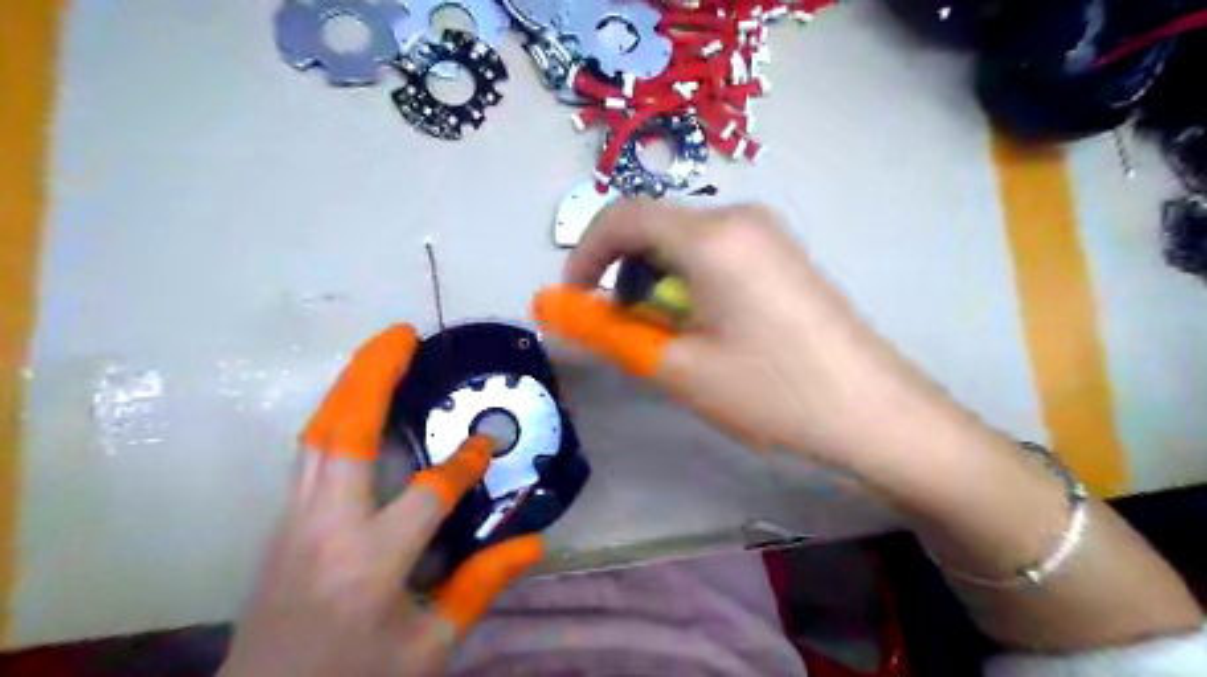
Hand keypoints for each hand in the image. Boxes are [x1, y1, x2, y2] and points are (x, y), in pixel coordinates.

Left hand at [220, 326, 542, 674]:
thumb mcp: (430, 647)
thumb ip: (481, 587)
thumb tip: (534, 541)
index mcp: (371, 565)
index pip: (426, 495)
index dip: (463, 464)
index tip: (487, 441)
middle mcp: (326, 530)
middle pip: (344, 435)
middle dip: (374, 377)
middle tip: (403, 334)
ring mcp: (294, 522)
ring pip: (318, 434)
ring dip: (351, 385)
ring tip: (383, 351)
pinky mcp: (283, 521)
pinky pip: (311, 451)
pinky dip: (337, 413)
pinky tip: (358, 400)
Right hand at [533, 198, 957, 468]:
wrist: (874, 411)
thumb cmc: (772, 390)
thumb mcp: (680, 368)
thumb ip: (612, 334)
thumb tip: (560, 314)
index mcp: (711, 236)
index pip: (622, 217)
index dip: (585, 255)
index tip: (573, 300)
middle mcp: (739, 218)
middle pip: (654, 228)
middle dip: (622, 273)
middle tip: (622, 328)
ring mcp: (767, 234)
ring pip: (684, 243)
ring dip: (655, 281)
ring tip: (665, 335)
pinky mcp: (782, 255)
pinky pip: (715, 253)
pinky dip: (687, 282)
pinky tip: (704, 326)